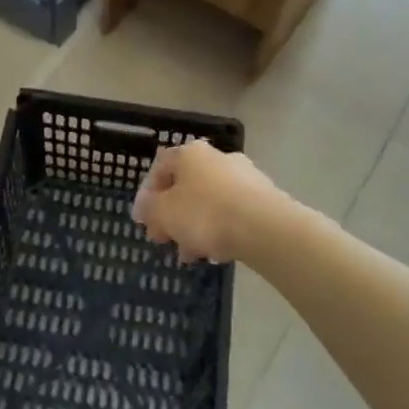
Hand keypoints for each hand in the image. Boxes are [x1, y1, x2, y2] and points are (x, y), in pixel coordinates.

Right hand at [132, 139, 285, 264]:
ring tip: (190, 254)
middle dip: (172, 215)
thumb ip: (149, 209)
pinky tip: (215, 252)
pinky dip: (219, 230)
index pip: (159, 168)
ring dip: (194, 226)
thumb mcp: (163, 213)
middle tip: (165, 239)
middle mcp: (217, 157)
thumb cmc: (205, 214)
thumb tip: (145, 208)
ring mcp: (244, 176)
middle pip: (185, 186)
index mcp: (190, 154)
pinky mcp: (263, 198)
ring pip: (208, 202)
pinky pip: (231, 213)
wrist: (265, 228)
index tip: (144, 221)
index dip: (147, 195)